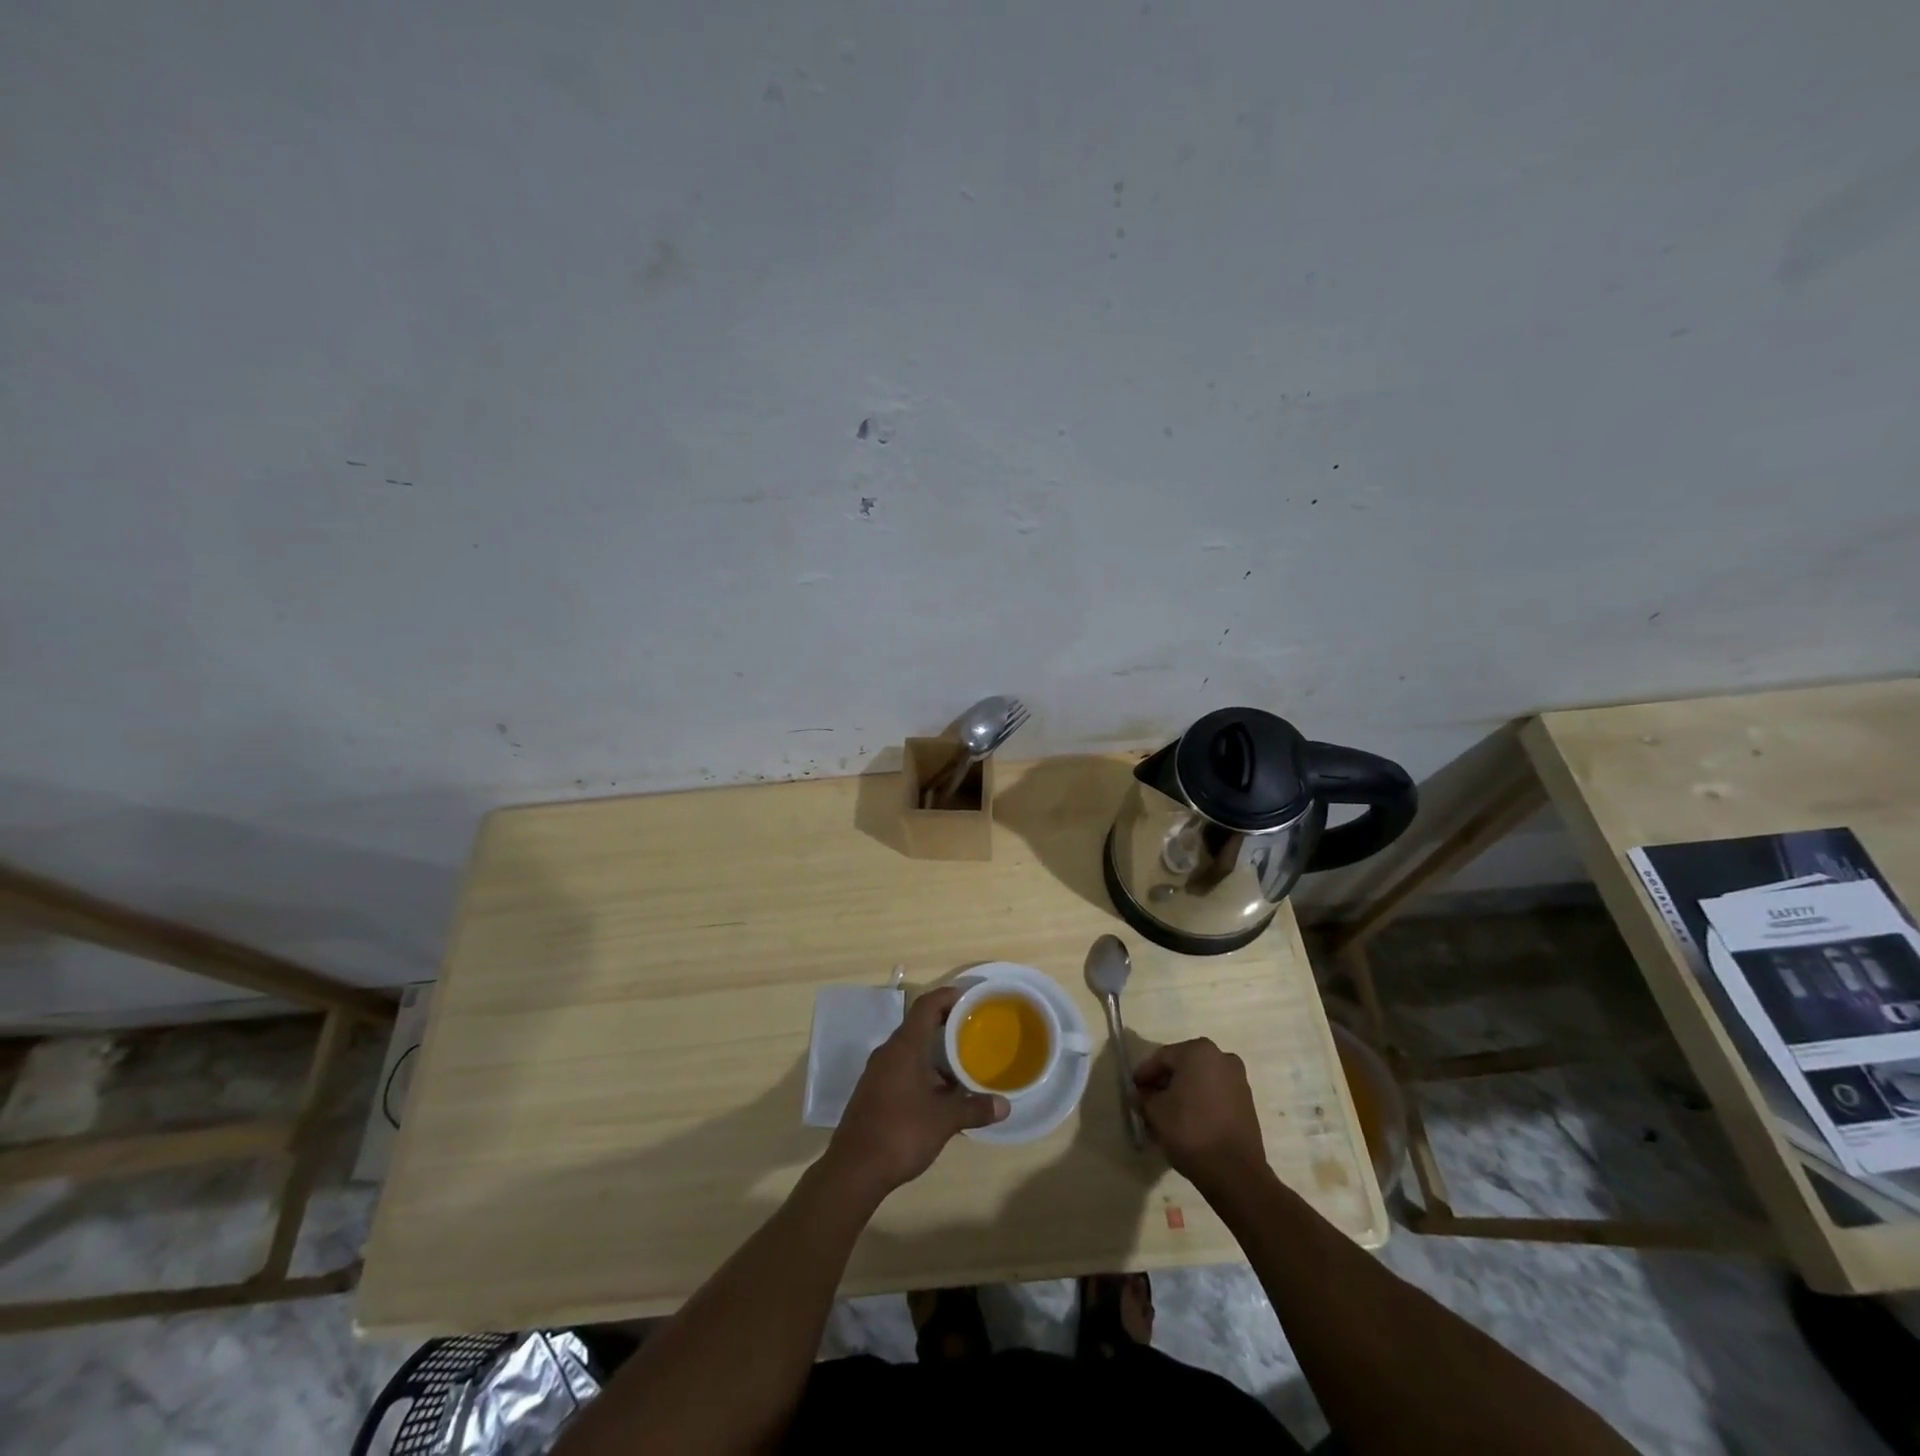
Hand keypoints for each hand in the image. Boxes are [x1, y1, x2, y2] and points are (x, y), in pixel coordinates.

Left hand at [825, 987, 1007, 1198]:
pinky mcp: (873, 1092)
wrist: (854, 1170)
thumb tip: (1005, 1106)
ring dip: (935, 1054)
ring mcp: (877, 1073)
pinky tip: (941, 1095)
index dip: (947, 996)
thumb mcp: (944, 1120)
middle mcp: (888, 1053)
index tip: (969, 998)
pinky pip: (902, 1069)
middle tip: (973, 1031)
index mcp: (904, 1047)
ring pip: (911, 1051)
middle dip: (946, 1026)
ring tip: (963, 1066)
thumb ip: (975, 1109)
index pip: (926, 1006)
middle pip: (919, 1026)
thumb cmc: (901, 1133)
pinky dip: (923, 1072)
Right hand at [1133, 1038, 1266, 1188]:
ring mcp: (1238, 1080)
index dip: (1144, 1074)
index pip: (1162, 1058)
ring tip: (1167, 1116)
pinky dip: (1199, 1103)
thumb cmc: (1190, 1131)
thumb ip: (1144, 1097)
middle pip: (1183, 1067)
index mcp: (1198, 1051)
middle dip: (1164, 1084)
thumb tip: (1141, 1094)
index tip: (1133, 1089)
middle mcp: (1221, 1057)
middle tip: (1148, 1102)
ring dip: (1182, 1094)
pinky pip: (1215, 1095)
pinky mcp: (1247, 1102)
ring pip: (1200, 1082)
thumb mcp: (1155, 1112)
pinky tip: (1188, 1122)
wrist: (1236, 1173)